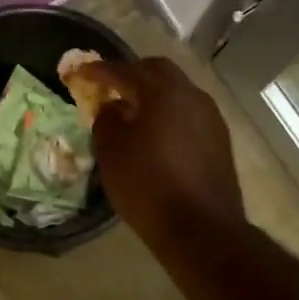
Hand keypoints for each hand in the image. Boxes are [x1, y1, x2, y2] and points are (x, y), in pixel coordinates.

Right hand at [83, 57, 245, 249]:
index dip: (98, 70)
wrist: (202, 228)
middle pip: (157, 70)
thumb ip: (106, 120)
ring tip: (132, 110)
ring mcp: (210, 115)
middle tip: (109, 86)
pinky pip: (188, 111)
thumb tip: (111, 107)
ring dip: (153, 93)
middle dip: (131, 74)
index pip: (123, 71)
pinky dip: (169, 112)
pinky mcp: (219, 137)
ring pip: (177, 90)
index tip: (79, 72)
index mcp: (161, 92)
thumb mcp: (111, 153)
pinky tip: (157, 132)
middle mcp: (190, 94)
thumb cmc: (147, 186)